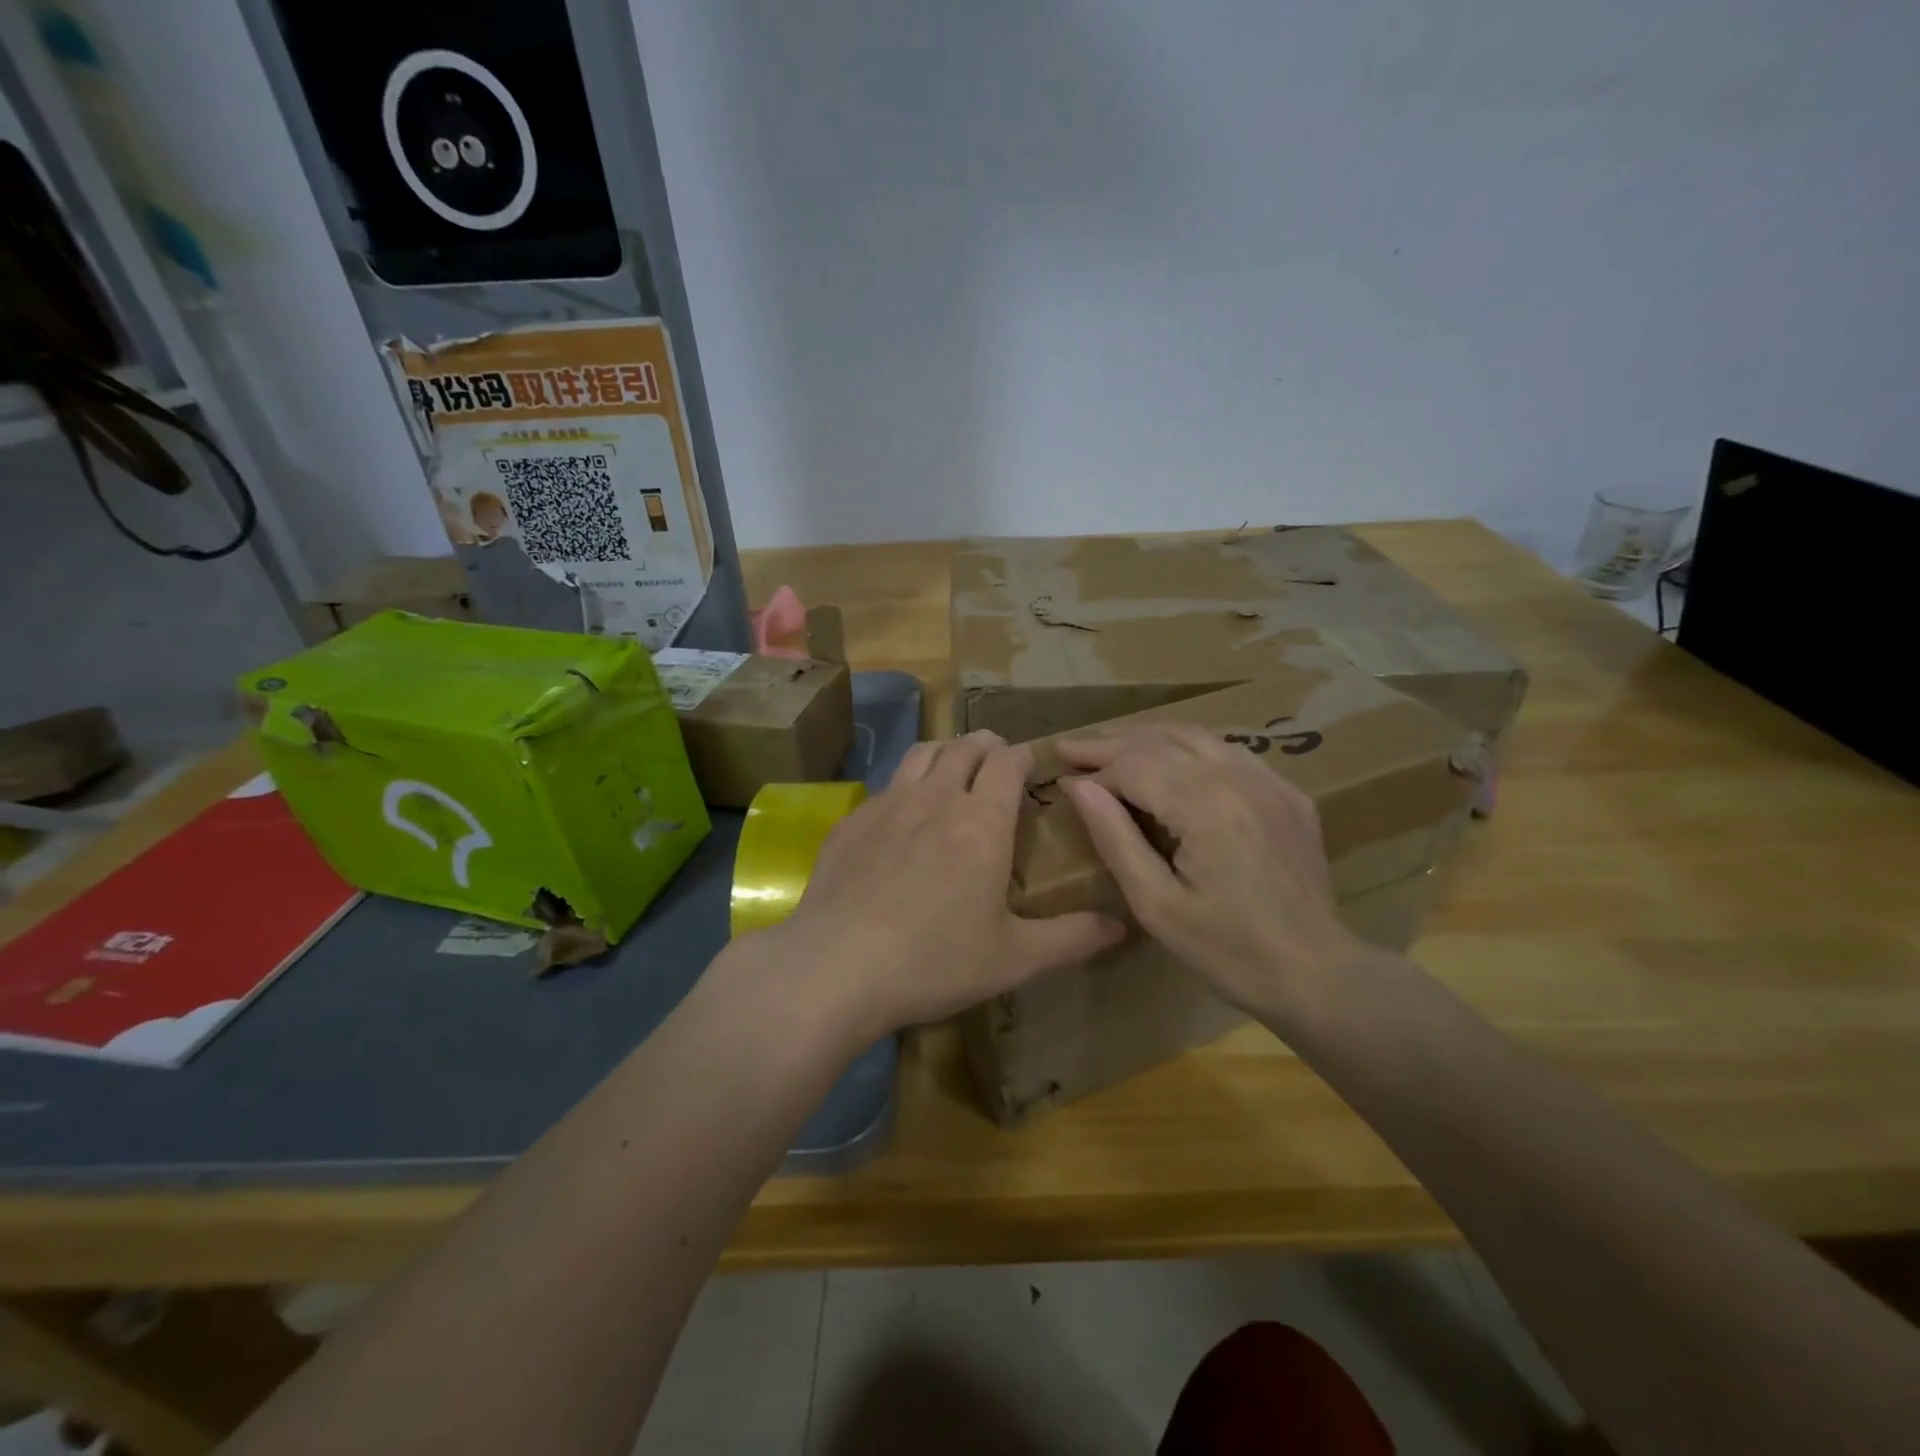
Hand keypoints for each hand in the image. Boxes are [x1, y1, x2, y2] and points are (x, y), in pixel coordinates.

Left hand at [766, 730, 1124, 1040]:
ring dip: (946, 751)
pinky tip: (902, 815)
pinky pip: (886, 785)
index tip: (1031, 765)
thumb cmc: (933, 962)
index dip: (1023, 756)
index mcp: (981, 822)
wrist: (836, 967)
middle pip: (966, 748)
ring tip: (954, 767)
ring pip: (922, 753)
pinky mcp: (852, 821)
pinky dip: (905, 784)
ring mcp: (888, 805)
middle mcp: (936, 798)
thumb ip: (1072, 938)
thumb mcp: (1013, 958)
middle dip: (988, 746)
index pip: (1008, 764)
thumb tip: (1122, 926)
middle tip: (998, 760)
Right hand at [1056, 724, 1368, 1023]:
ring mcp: (1269, 781)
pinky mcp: (1288, 794)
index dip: (1094, 770)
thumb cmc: (1226, 949)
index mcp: (1203, 804)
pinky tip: (1174, 759)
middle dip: (1111, 743)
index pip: (1133, 765)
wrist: (1315, 973)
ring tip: (1112, 744)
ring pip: (1197, 736)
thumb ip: (1114, 837)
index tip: (1062, 780)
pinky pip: (1231, 752)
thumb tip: (1078, 787)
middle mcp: (1237, 777)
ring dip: (1149, 737)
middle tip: (1072, 747)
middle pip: (1162, 740)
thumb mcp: (1155, 903)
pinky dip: (1192, 747)